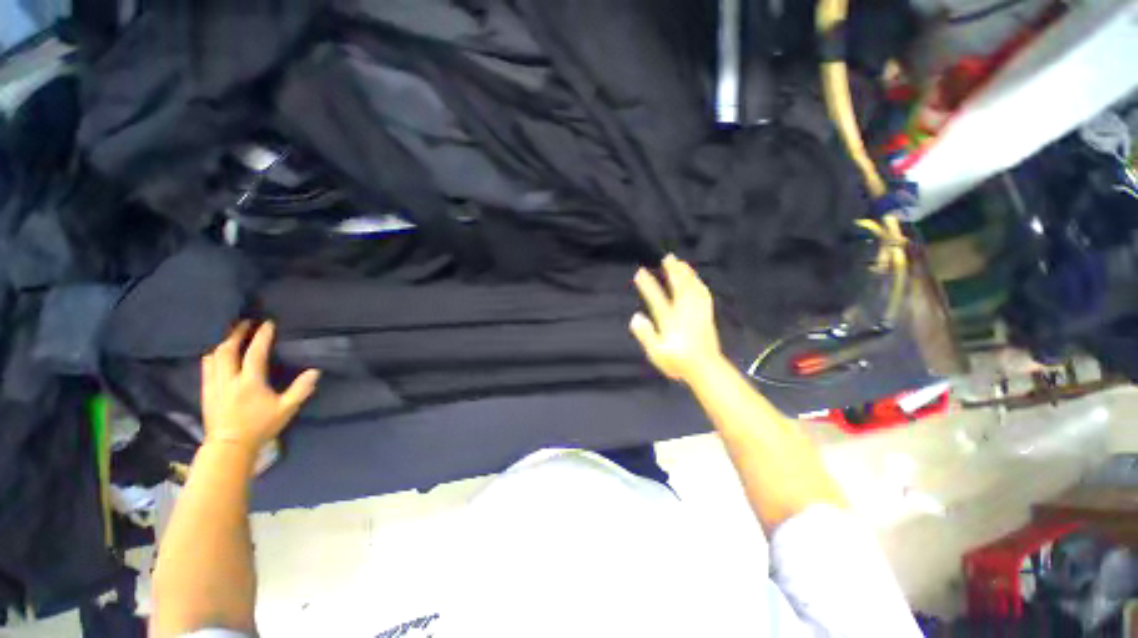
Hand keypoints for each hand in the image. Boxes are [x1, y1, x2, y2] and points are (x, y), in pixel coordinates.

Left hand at [201, 321, 319, 452]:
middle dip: (236, 334)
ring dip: (222, 342)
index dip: (262, 336)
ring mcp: (214, 385)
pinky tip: (218, 354)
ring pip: (213, 356)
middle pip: (227, 350)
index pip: (255, 353)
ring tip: (231, 335)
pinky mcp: (205, 391)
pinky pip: (206, 366)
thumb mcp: (286, 409)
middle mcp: (228, 379)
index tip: (268, 323)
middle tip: (245, 323)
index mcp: (249, 382)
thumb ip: (301, 389)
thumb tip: (315, 371)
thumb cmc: (260, 426)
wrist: (230, 446)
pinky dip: (213, 355)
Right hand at [630, 255, 726, 382]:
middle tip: (668, 257)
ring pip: (693, 288)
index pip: (656, 299)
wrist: (705, 368)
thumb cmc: (678, 363)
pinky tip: (697, 281)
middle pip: (679, 287)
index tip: (640, 272)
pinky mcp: (706, 316)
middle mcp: (685, 312)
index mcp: (670, 320)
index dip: (648, 285)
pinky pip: (703, 295)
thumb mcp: (657, 353)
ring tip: (682, 263)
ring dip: (687, 274)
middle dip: (673, 271)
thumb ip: (646, 335)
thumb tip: (635, 317)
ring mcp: (697, 313)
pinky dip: (698, 284)